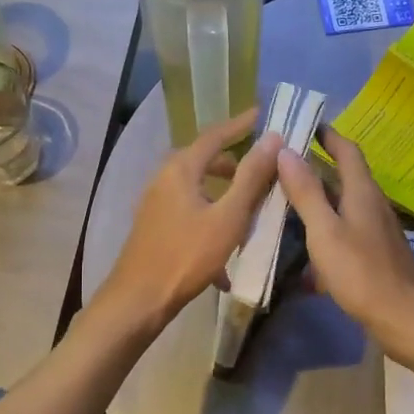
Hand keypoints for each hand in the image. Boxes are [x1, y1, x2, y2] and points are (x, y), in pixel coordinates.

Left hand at [96, 108, 282, 335]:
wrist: (139, 299)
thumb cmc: (187, 255)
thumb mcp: (228, 217)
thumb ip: (251, 177)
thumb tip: (273, 138)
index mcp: (180, 169)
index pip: (215, 135)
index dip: (241, 124)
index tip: (263, 114)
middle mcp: (164, 179)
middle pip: (204, 161)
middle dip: (234, 165)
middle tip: (263, 171)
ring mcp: (156, 204)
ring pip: (197, 190)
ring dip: (224, 197)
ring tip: (249, 213)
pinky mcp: (155, 228)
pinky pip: (190, 214)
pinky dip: (210, 223)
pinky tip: (225, 259)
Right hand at [277, 128, 413, 350]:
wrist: (403, 319)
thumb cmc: (361, 272)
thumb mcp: (325, 231)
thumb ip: (306, 192)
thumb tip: (285, 150)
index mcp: (362, 192)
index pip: (347, 150)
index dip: (327, 134)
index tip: (303, 123)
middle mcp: (372, 205)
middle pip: (343, 178)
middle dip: (314, 169)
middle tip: (280, 165)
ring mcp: (375, 231)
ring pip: (341, 208)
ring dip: (316, 203)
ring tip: (283, 205)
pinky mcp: (374, 255)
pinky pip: (343, 234)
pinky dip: (323, 235)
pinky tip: (303, 255)